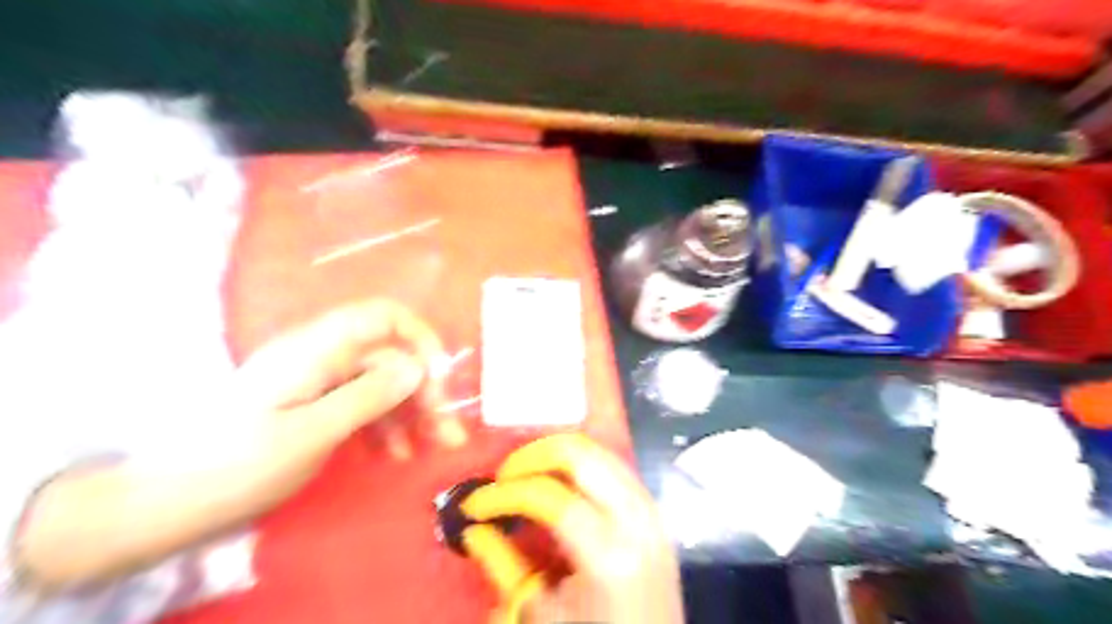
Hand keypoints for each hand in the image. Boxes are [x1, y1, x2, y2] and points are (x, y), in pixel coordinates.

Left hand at [14, 299, 464, 589]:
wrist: (170, 501)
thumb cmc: (239, 464)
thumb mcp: (311, 433)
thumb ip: (367, 395)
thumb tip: (418, 366)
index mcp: (317, 349)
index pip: (382, 316)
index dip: (419, 336)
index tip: (440, 376)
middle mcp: (322, 356)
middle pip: (390, 356)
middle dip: (424, 390)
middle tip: (446, 432)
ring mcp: (319, 380)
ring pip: (382, 383)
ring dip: (412, 412)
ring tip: (429, 448)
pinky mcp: (316, 403)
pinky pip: (364, 404)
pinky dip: (386, 425)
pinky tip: (396, 454)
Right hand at [462, 434, 686, 622]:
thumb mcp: (543, 616)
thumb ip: (506, 567)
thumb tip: (473, 530)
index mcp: (607, 554)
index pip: (548, 496)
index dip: (504, 494)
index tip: (475, 504)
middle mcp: (634, 518)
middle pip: (579, 454)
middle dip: (533, 456)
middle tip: (503, 476)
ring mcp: (650, 508)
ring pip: (599, 450)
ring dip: (557, 454)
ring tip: (526, 475)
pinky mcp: (654, 508)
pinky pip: (615, 465)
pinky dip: (582, 463)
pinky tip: (560, 479)